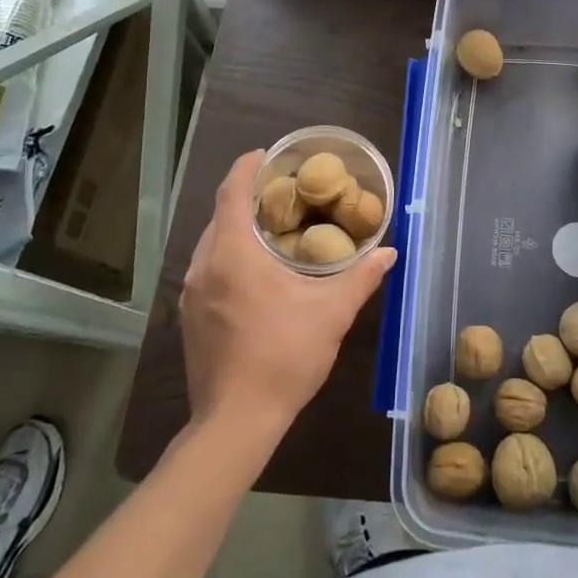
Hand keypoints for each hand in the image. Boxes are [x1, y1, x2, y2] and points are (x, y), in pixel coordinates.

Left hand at [180, 150, 396, 435]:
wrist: (235, 423)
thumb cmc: (283, 356)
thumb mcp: (332, 312)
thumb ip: (361, 277)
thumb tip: (389, 253)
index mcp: (232, 253)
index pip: (231, 191)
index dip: (247, 167)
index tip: (267, 155)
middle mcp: (203, 265)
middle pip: (221, 214)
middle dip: (248, 197)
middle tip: (284, 192)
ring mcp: (190, 293)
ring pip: (212, 243)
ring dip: (238, 228)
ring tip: (274, 228)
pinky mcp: (189, 316)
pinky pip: (208, 268)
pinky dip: (229, 255)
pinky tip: (256, 272)